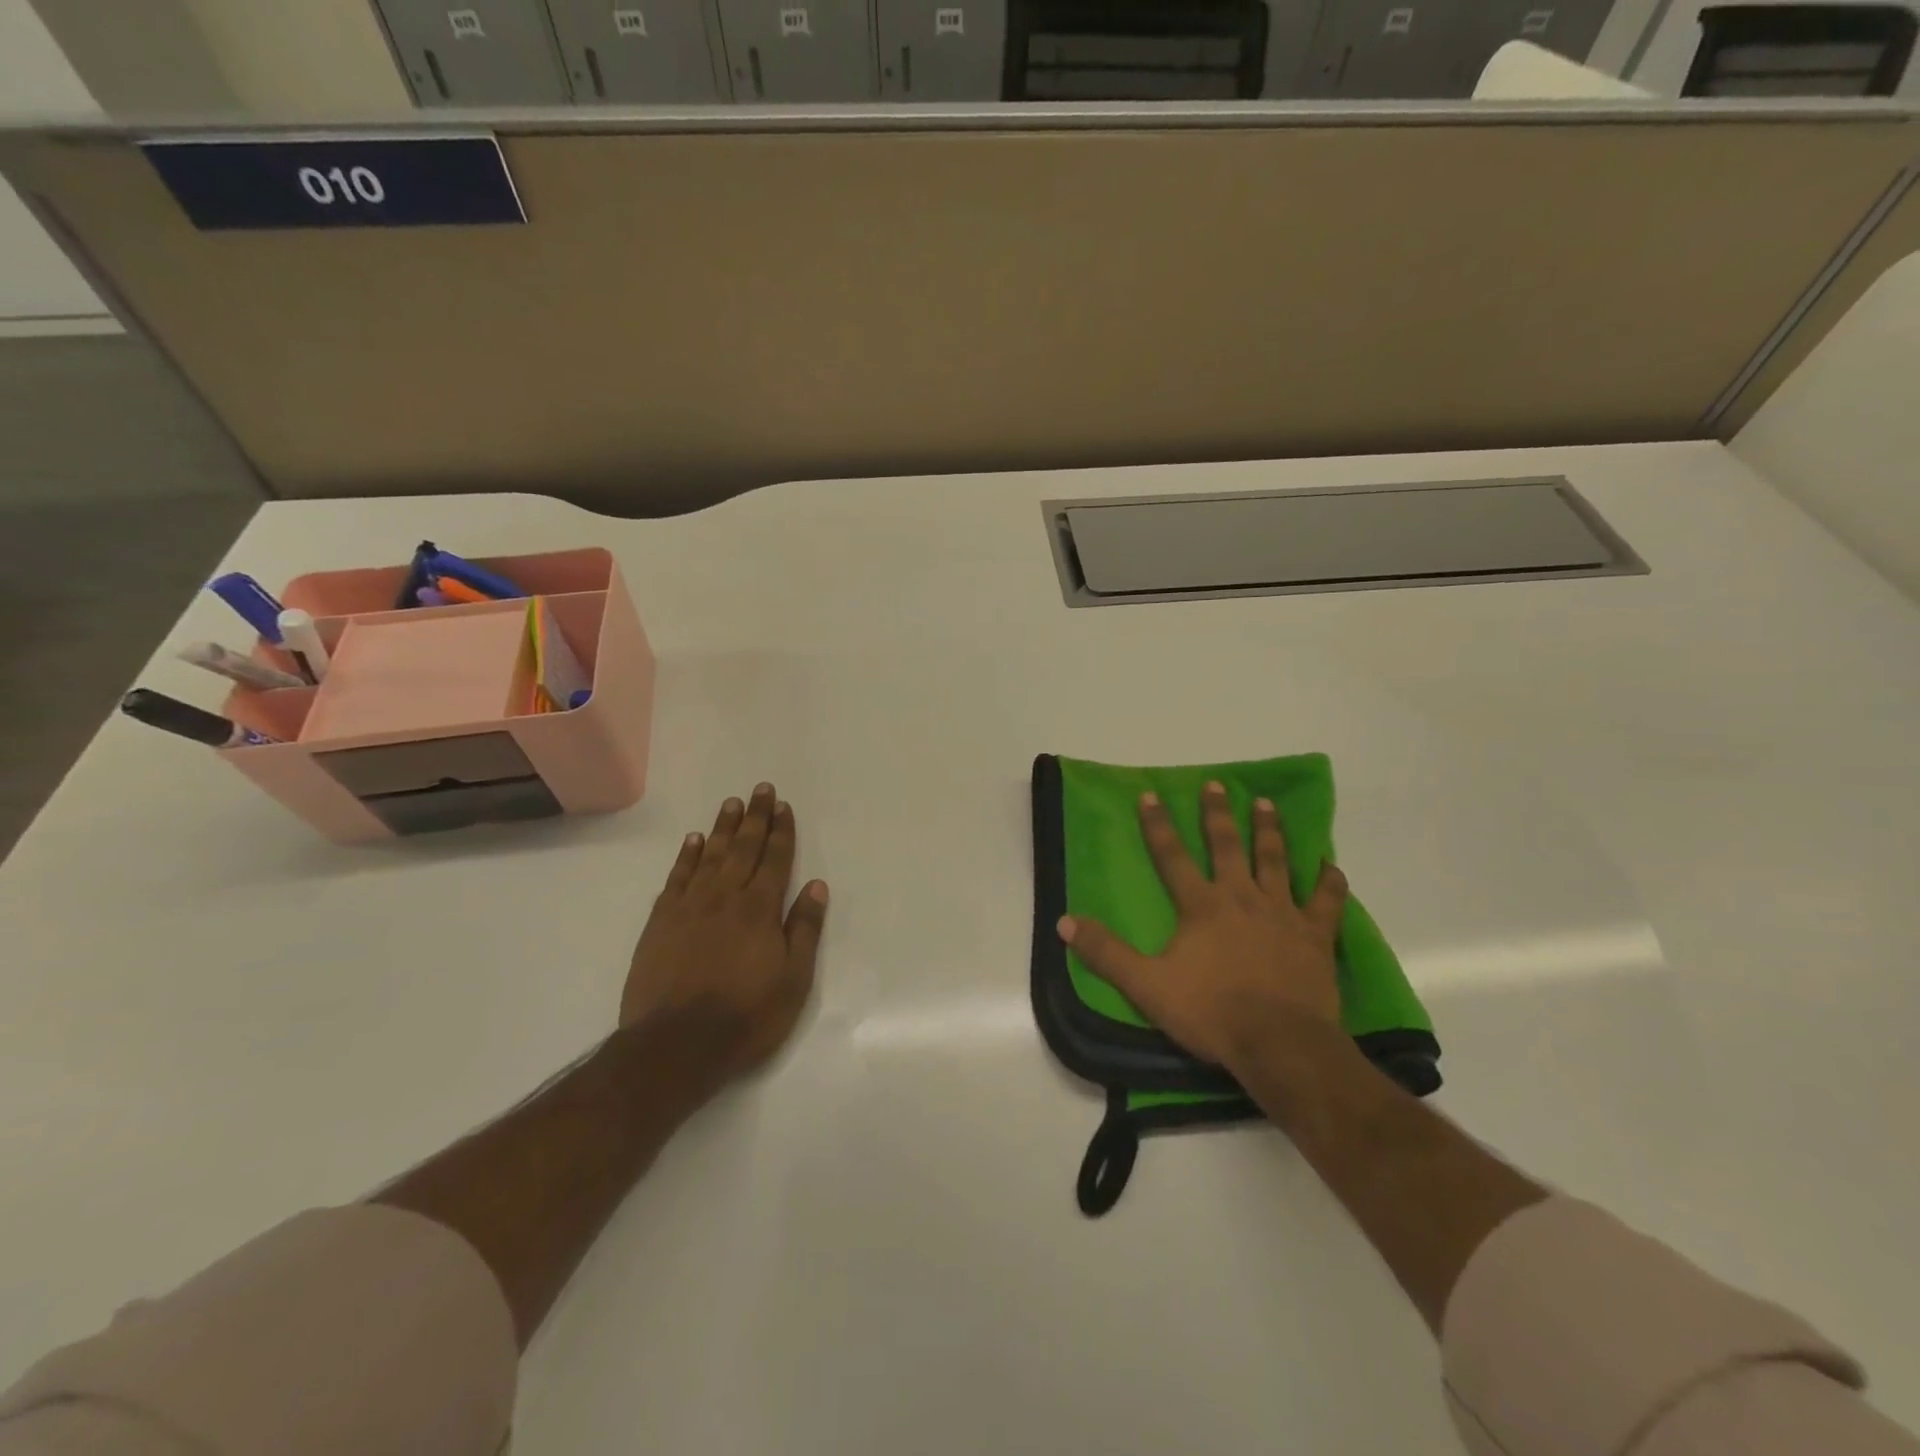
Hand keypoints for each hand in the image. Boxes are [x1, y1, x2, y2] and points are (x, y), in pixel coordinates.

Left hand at [622, 784, 828, 1087]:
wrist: (675, 1046)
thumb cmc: (745, 1017)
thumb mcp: (793, 980)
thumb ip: (804, 929)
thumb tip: (817, 886)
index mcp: (760, 909)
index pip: (775, 859)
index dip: (781, 831)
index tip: (783, 806)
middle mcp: (725, 897)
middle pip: (744, 848)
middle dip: (756, 818)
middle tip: (760, 789)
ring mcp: (689, 907)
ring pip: (710, 856)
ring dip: (723, 828)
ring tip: (732, 804)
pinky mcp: (661, 922)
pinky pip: (677, 877)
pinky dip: (687, 856)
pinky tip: (694, 840)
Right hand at [1057, 780, 1348, 1081]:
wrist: (1280, 1044)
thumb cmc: (1211, 1012)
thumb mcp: (1146, 985)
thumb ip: (1106, 952)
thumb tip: (1064, 921)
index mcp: (1201, 906)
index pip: (1172, 856)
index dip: (1158, 825)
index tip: (1150, 794)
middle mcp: (1241, 897)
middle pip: (1228, 846)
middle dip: (1218, 814)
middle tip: (1216, 784)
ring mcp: (1283, 913)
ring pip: (1275, 860)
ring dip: (1269, 830)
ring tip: (1265, 804)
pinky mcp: (1316, 935)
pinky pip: (1326, 900)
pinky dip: (1329, 880)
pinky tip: (1329, 864)